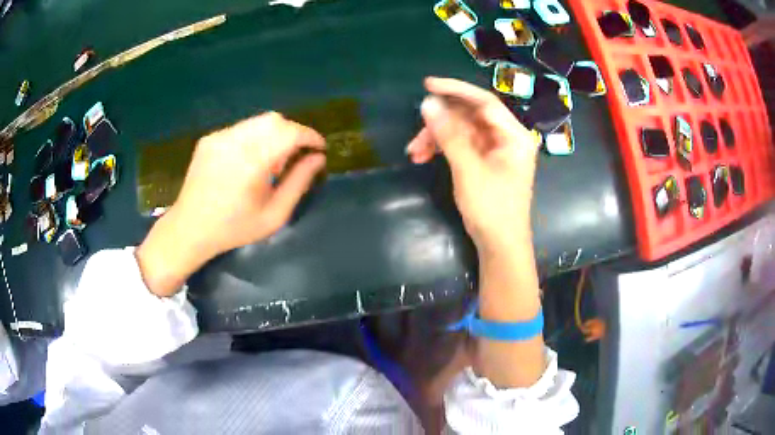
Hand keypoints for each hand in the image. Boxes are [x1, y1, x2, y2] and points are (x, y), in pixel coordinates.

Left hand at [136, 112, 325, 295]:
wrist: (190, 228)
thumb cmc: (234, 228)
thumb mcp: (274, 215)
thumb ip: (299, 183)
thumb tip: (318, 158)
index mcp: (252, 162)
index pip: (290, 133)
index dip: (310, 136)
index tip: (319, 148)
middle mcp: (235, 141)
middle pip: (275, 120)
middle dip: (293, 133)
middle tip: (295, 156)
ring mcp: (219, 137)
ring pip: (258, 121)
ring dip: (274, 134)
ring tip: (270, 161)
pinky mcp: (210, 138)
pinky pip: (241, 128)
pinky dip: (255, 137)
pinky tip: (248, 161)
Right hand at [408, 78, 545, 388]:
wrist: (500, 246)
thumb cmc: (492, 208)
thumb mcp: (468, 169)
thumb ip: (449, 134)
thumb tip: (428, 103)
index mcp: (514, 135)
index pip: (484, 102)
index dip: (455, 90)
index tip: (427, 84)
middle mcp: (507, 137)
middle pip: (469, 117)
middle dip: (440, 124)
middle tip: (415, 137)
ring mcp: (496, 150)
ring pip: (461, 131)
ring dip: (437, 138)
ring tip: (414, 153)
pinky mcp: (485, 161)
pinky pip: (461, 145)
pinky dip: (443, 149)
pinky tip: (424, 157)